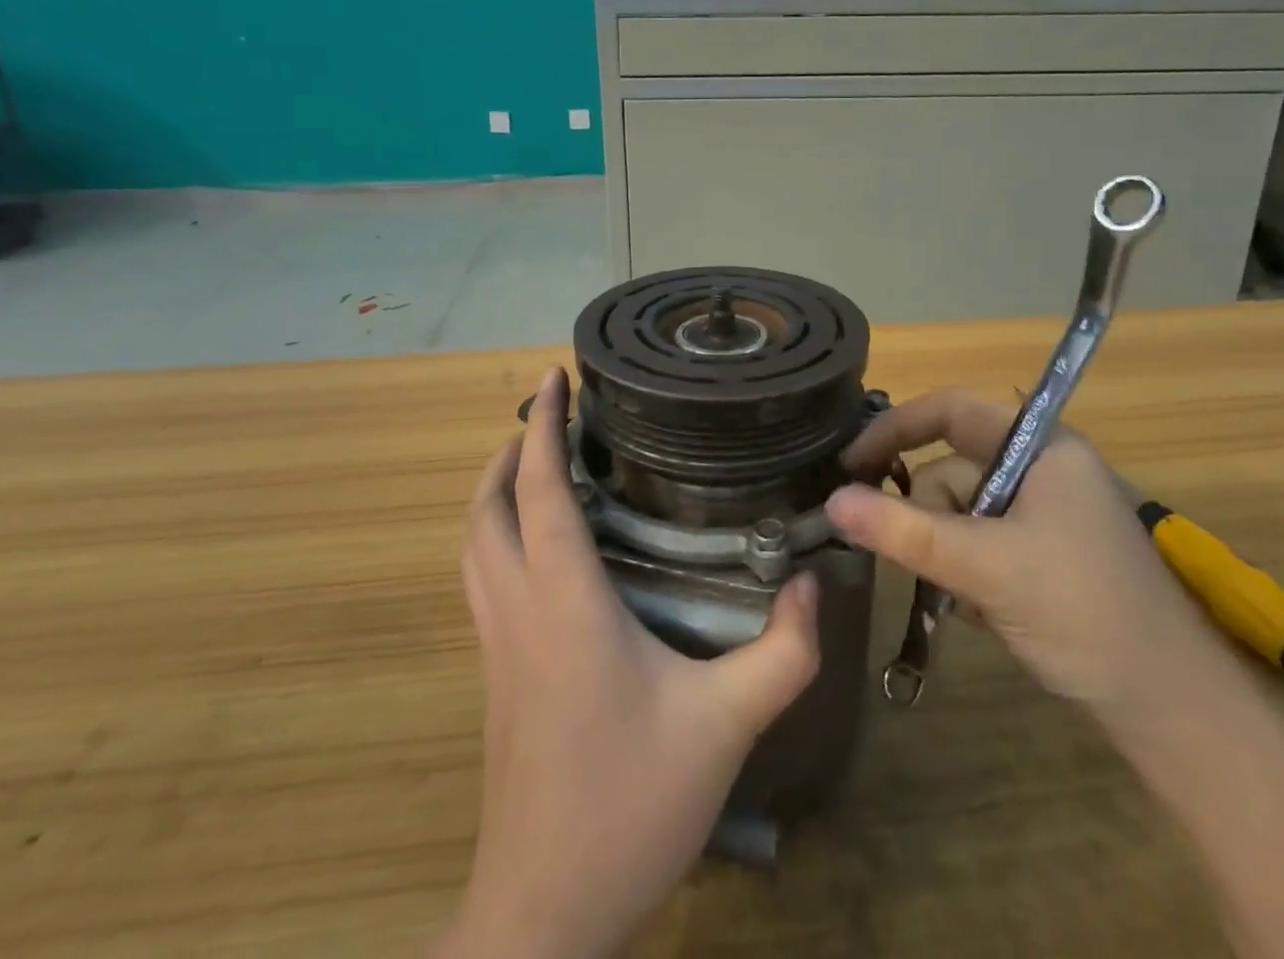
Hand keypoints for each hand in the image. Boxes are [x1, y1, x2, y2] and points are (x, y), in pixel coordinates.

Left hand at [435, 368, 821, 958]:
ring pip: (473, 546)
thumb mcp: (725, 728)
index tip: (552, 378)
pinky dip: (497, 538)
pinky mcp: (494, 678)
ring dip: (494, 494)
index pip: (538, 491)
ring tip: (533, 466)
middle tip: (547, 418)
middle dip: (509, 451)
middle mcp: (517, 611)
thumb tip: (810, 584)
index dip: (541, 427)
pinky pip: (482, 581)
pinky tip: (538, 551)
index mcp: (563, 604)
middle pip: (486, 510)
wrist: (543, 916)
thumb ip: (780, 654)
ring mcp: (496, 647)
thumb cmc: (628, 807)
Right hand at [831, 388, 1216, 723]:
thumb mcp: (985, 567)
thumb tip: (833, 502)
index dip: (896, 427)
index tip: (851, 463)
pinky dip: (967, 570)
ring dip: (947, 551)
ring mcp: (1045, 513)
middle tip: (918, 560)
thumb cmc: (1082, 613)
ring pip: (961, 512)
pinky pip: (980, 542)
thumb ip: (905, 532)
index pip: (952, 409)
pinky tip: (983, 610)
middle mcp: (1042, 468)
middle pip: (952, 467)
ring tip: (965, 597)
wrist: (1171, 709)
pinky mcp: (1044, 553)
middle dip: (927, 514)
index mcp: (1041, 446)